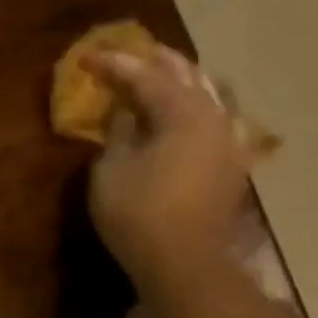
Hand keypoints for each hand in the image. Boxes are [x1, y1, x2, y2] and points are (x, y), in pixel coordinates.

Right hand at [89, 45, 250, 295]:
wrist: (184, 261)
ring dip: (181, 80)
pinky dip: (197, 106)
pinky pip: (216, 118)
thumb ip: (118, 131)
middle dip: (153, 62)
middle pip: (184, 74)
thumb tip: (125, 109)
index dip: (113, 64)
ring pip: (208, 92)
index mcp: (181, 111)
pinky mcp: (231, 163)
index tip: (86, 58)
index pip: (143, 75)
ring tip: (160, 76)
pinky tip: (190, 111)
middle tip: (126, 55)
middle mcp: (212, 114)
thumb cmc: (138, 213)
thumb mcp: (111, 169)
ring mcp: (228, 138)